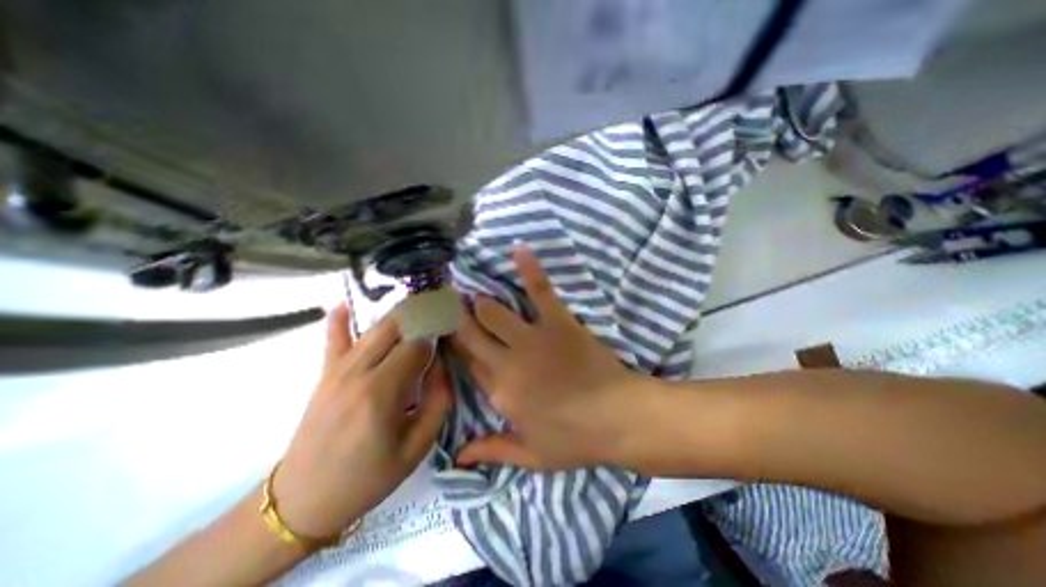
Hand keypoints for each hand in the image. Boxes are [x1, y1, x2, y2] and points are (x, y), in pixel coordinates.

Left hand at [272, 306, 449, 538]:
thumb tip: (443, 362)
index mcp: (382, 392)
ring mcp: (336, 370)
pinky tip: (349, 303)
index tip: (452, 328)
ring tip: (419, 306)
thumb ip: (439, 399)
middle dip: (421, 314)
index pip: (418, 344)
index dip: (437, 332)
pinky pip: (333, 338)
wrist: (304, 500)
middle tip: (440, 309)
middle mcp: (357, 372)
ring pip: (373, 328)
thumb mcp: (418, 446)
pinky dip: (340, 318)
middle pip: (395, 326)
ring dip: (399, 314)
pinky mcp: (324, 373)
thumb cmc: (369, 476)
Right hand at [452, 245, 642, 469]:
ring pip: (492, 311)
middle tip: (445, 303)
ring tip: (471, 290)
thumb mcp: (531, 456)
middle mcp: (507, 362)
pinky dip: (529, 269)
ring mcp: (533, 338)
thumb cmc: (575, 439)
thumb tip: (457, 456)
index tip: (443, 333)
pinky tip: (518, 250)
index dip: (452, 346)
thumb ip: (492, 450)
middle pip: (470, 334)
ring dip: (479, 300)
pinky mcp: (558, 321)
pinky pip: (540, 290)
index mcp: (500, 392)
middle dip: (454, 317)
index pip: (465, 363)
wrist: (618, 418)